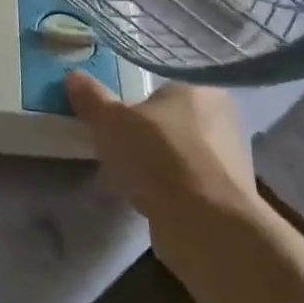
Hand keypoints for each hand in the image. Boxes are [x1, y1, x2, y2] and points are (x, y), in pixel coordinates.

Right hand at [65, 73, 263, 269]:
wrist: (206, 226)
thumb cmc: (160, 157)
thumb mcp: (111, 121)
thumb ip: (92, 97)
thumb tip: (73, 76)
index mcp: (200, 87)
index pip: (161, 85)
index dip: (135, 101)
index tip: (115, 118)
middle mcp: (223, 117)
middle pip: (171, 119)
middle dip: (145, 133)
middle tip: (117, 146)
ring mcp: (230, 159)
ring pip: (180, 152)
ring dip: (156, 164)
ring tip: (128, 176)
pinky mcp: (229, 195)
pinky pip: (189, 182)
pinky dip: (169, 188)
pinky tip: (147, 199)